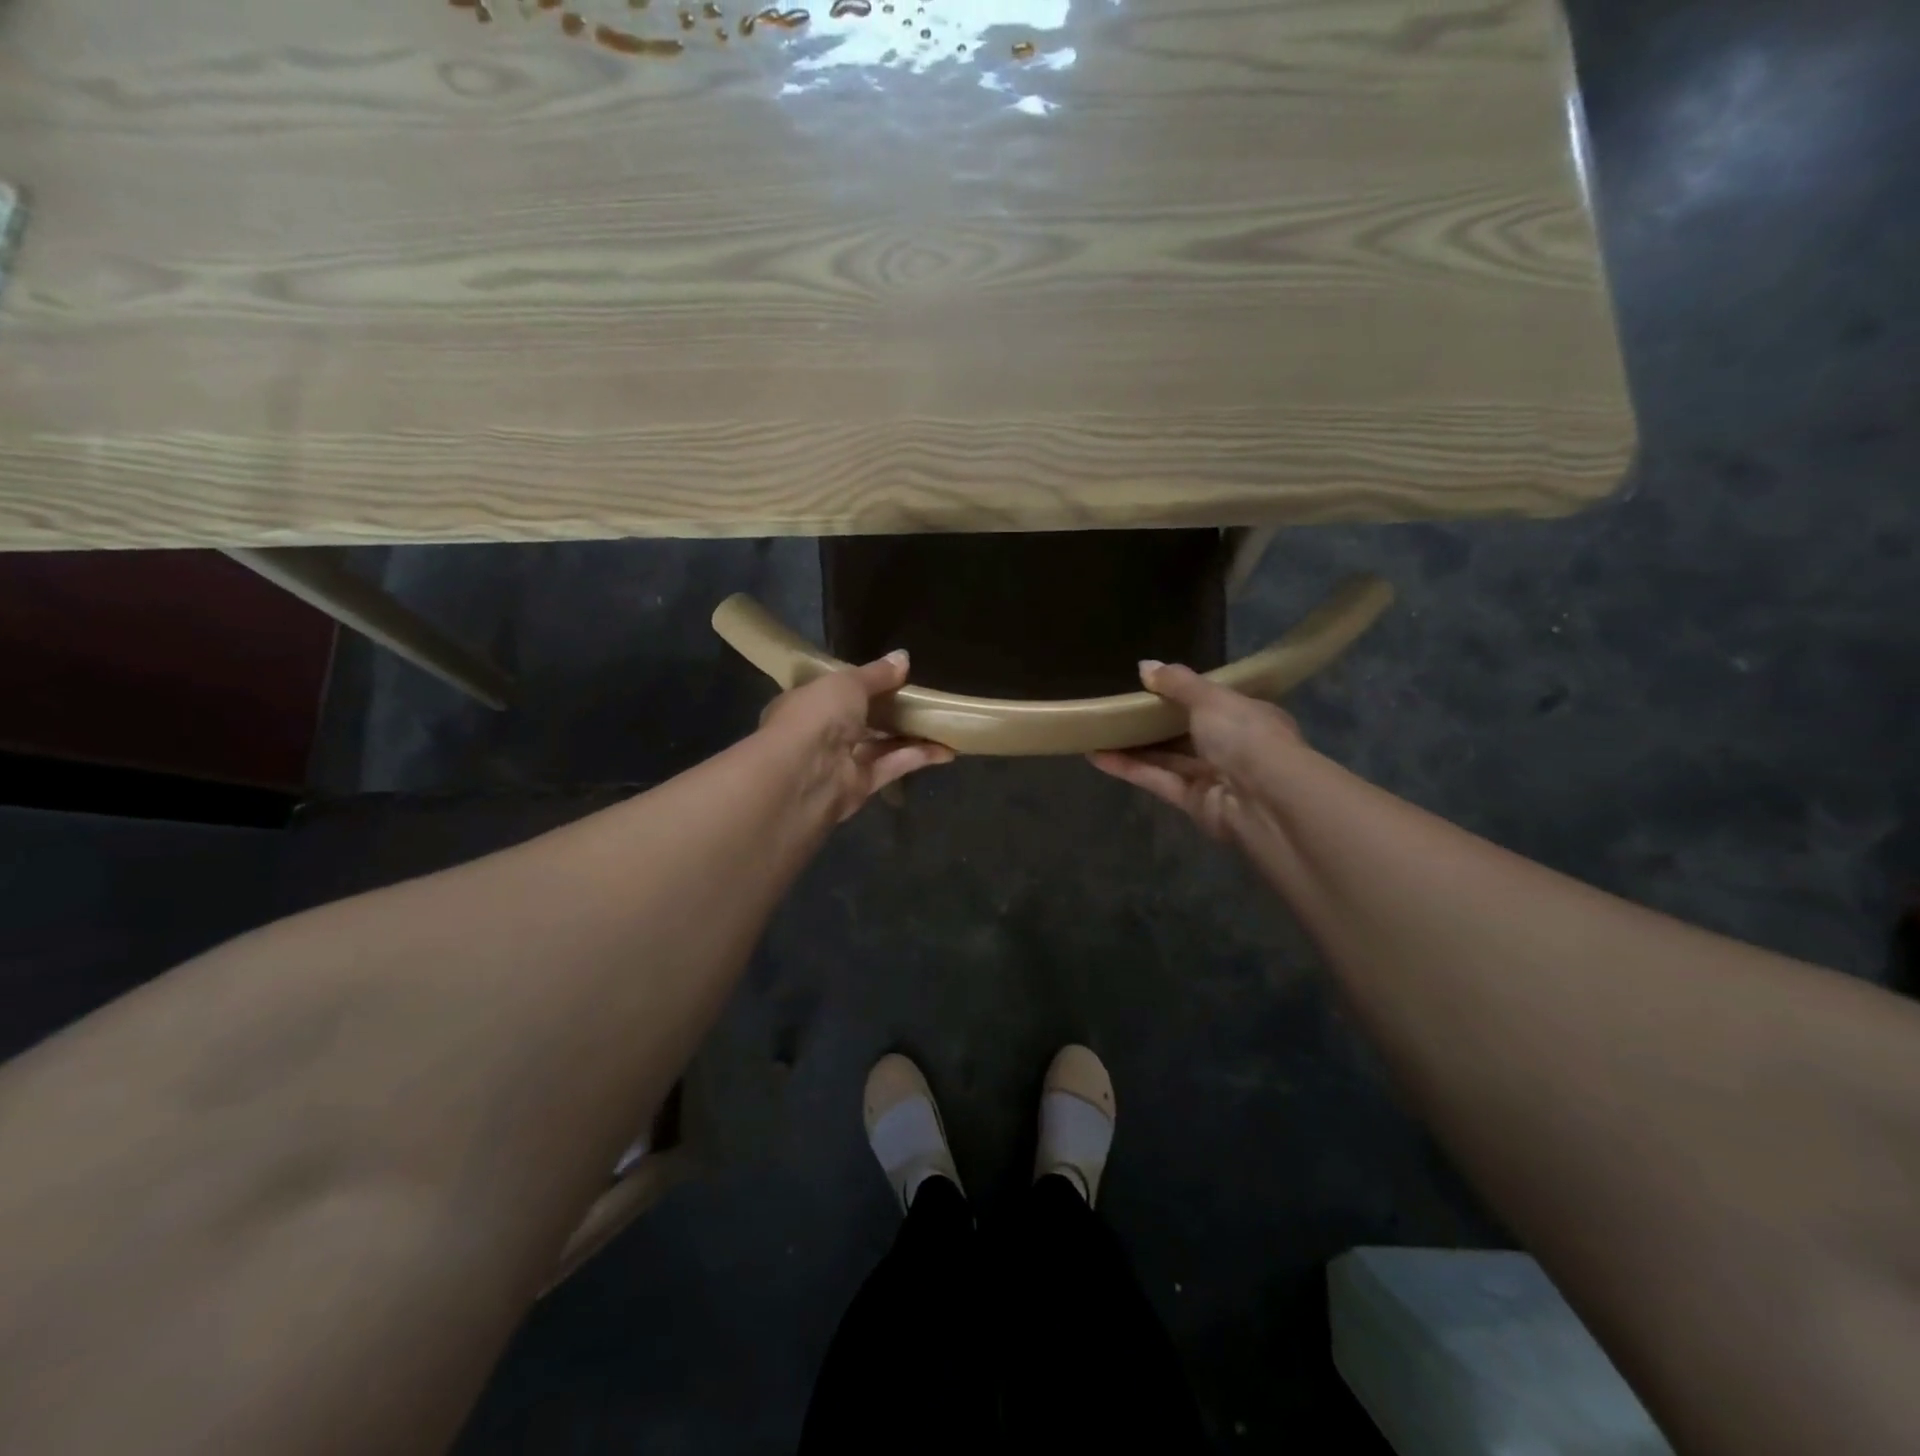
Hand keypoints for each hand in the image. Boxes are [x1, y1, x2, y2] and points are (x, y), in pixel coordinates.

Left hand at [757, 651, 954, 820]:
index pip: (834, 692)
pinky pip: (890, 767)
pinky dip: (916, 757)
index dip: (861, 684)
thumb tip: (903, 657)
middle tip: (925, 698)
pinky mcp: (858, 787)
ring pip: (878, 745)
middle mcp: (819, 734)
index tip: (892, 677)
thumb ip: (877, 674)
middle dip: (889, 710)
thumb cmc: (816, 716)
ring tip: (943, 721)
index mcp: (805, 703)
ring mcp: (838, 762)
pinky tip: (946, 749)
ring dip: (909, 734)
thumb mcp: (848, 683)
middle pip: (860, 720)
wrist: (803, 775)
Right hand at [1089, 660, 1305, 841]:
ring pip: (1168, 758)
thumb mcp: (1210, 698)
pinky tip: (1097, 756)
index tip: (1148, 686)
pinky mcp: (1193, 803)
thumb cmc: (1245, 735)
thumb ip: (1176, 682)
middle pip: (1186, 732)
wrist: (1265, 800)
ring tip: (1098, 732)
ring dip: (1134, 746)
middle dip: (1153, 723)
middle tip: (1115, 708)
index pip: (1213, 702)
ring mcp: (1213, 777)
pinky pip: (1158, 780)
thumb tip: (1143, 665)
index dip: (1183, 694)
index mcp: (1248, 716)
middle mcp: (1233, 747)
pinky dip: (1130, 769)